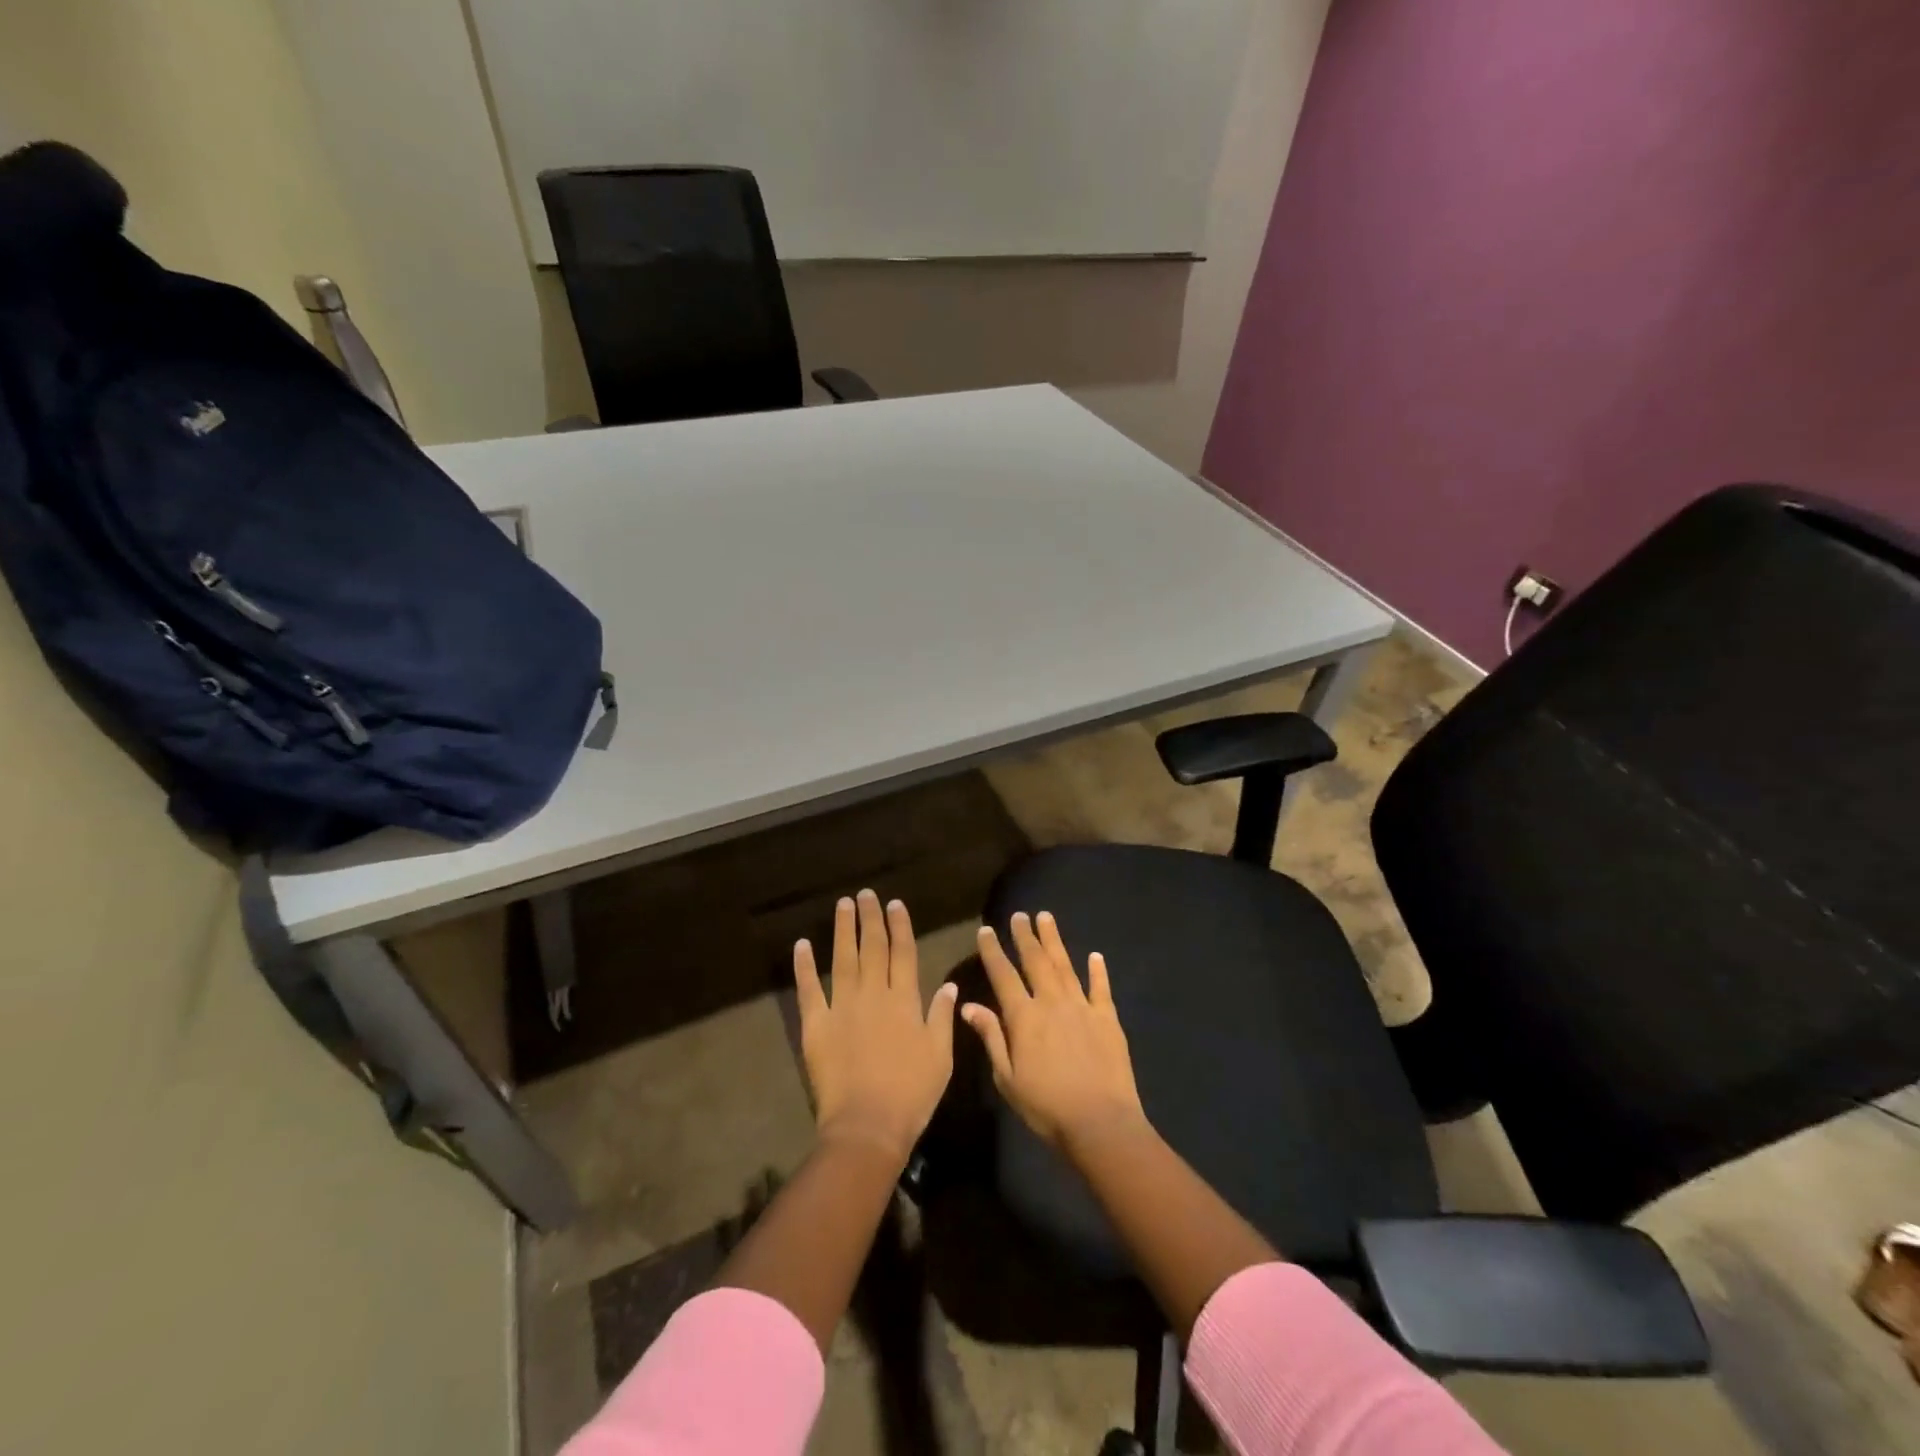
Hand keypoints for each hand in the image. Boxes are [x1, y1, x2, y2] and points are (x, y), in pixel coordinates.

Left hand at [793, 890, 957, 1164]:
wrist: (868, 1126)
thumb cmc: (912, 1094)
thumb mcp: (940, 1056)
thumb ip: (942, 1017)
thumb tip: (948, 986)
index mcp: (904, 1000)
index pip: (903, 953)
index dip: (899, 927)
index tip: (895, 904)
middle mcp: (873, 994)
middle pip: (872, 948)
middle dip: (871, 919)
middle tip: (866, 894)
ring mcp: (842, 1007)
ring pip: (843, 959)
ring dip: (843, 930)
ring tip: (843, 905)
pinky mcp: (816, 1024)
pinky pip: (809, 989)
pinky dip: (805, 966)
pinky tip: (803, 945)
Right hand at [964, 911, 1147, 1151]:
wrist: (1100, 1123)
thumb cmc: (1046, 1107)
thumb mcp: (1007, 1078)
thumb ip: (991, 1037)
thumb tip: (968, 1005)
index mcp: (1024, 1017)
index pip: (1003, 975)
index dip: (993, 951)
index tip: (986, 930)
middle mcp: (1052, 1003)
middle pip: (1036, 961)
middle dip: (1025, 936)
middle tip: (1019, 915)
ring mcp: (1082, 1007)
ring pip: (1065, 966)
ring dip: (1054, 941)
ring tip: (1046, 918)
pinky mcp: (1108, 1019)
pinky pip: (1101, 988)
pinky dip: (1097, 970)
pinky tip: (1095, 955)